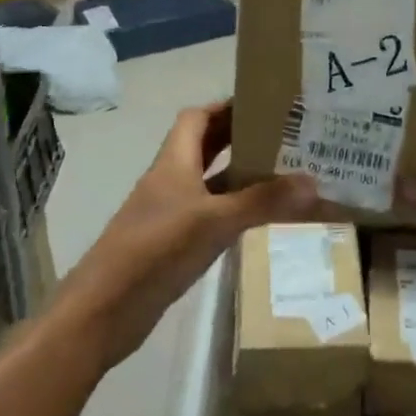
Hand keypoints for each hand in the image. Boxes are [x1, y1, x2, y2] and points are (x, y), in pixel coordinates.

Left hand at [55, 102, 318, 370]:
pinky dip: (232, 208)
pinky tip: (259, 215)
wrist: (102, 312)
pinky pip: (209, 213)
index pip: (197, 117)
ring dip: (239, 173)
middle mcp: (171, 180)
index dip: (226, 106)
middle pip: (205, 146)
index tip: (264, 104)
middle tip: (282, 134)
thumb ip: (263, 202)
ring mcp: (170, 213)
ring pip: (209, 181)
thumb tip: (313, 182)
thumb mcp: (215, 222)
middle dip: (239, 136)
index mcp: (173, 162)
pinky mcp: (172, 243)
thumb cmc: (155, 251)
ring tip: (281, 170)